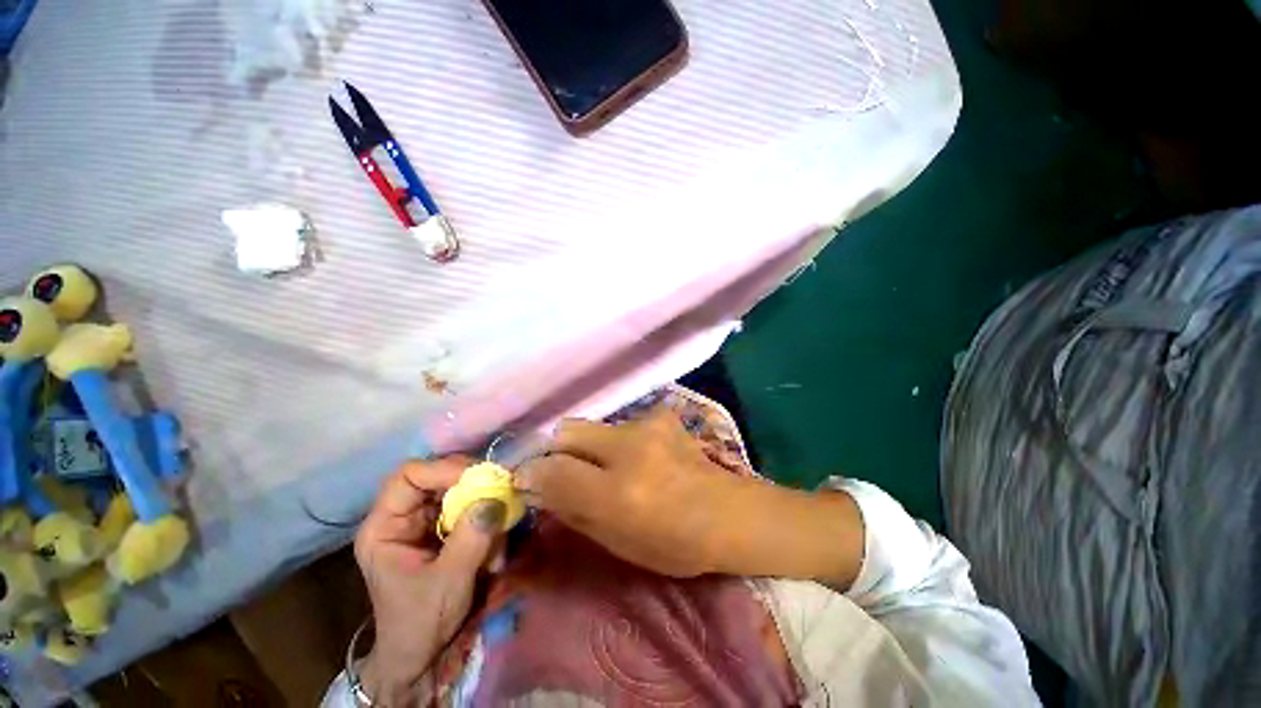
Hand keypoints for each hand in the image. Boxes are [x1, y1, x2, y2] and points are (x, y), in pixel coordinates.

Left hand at [353, 457, 504, 704]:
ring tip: (498, 537)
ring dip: (485, 509)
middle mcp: (404, 517)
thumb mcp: (447, 583)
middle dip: (472, 487)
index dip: (443, 469)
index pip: (409, 476)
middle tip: (500, 494)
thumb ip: (471, 539)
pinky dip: (488, 523)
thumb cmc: (421, 623)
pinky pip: (471, 510)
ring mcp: (426, 523)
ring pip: (460, 493)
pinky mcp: (445, 531)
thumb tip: (495, 499)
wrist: (421, 656)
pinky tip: (494, 552)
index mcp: (385, 526)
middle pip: (439, 478)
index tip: (479, 478)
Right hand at [516, 407, 744, 576]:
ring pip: (593, 425)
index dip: (530, 473)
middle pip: (567, 431)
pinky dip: (617, 440)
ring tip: (608, 466)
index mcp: (617, 493)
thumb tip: (538, 486)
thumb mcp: (616, 542)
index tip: (524, 479)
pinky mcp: (661, 416)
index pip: (553, 470)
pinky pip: (621, 424)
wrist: (727, 512)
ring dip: (589, 446)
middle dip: (555, 450)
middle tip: (563, 469)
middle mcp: (628, 449)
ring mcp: (647, 426)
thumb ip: (573, 511)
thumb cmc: (674, 543)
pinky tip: (639, 455)